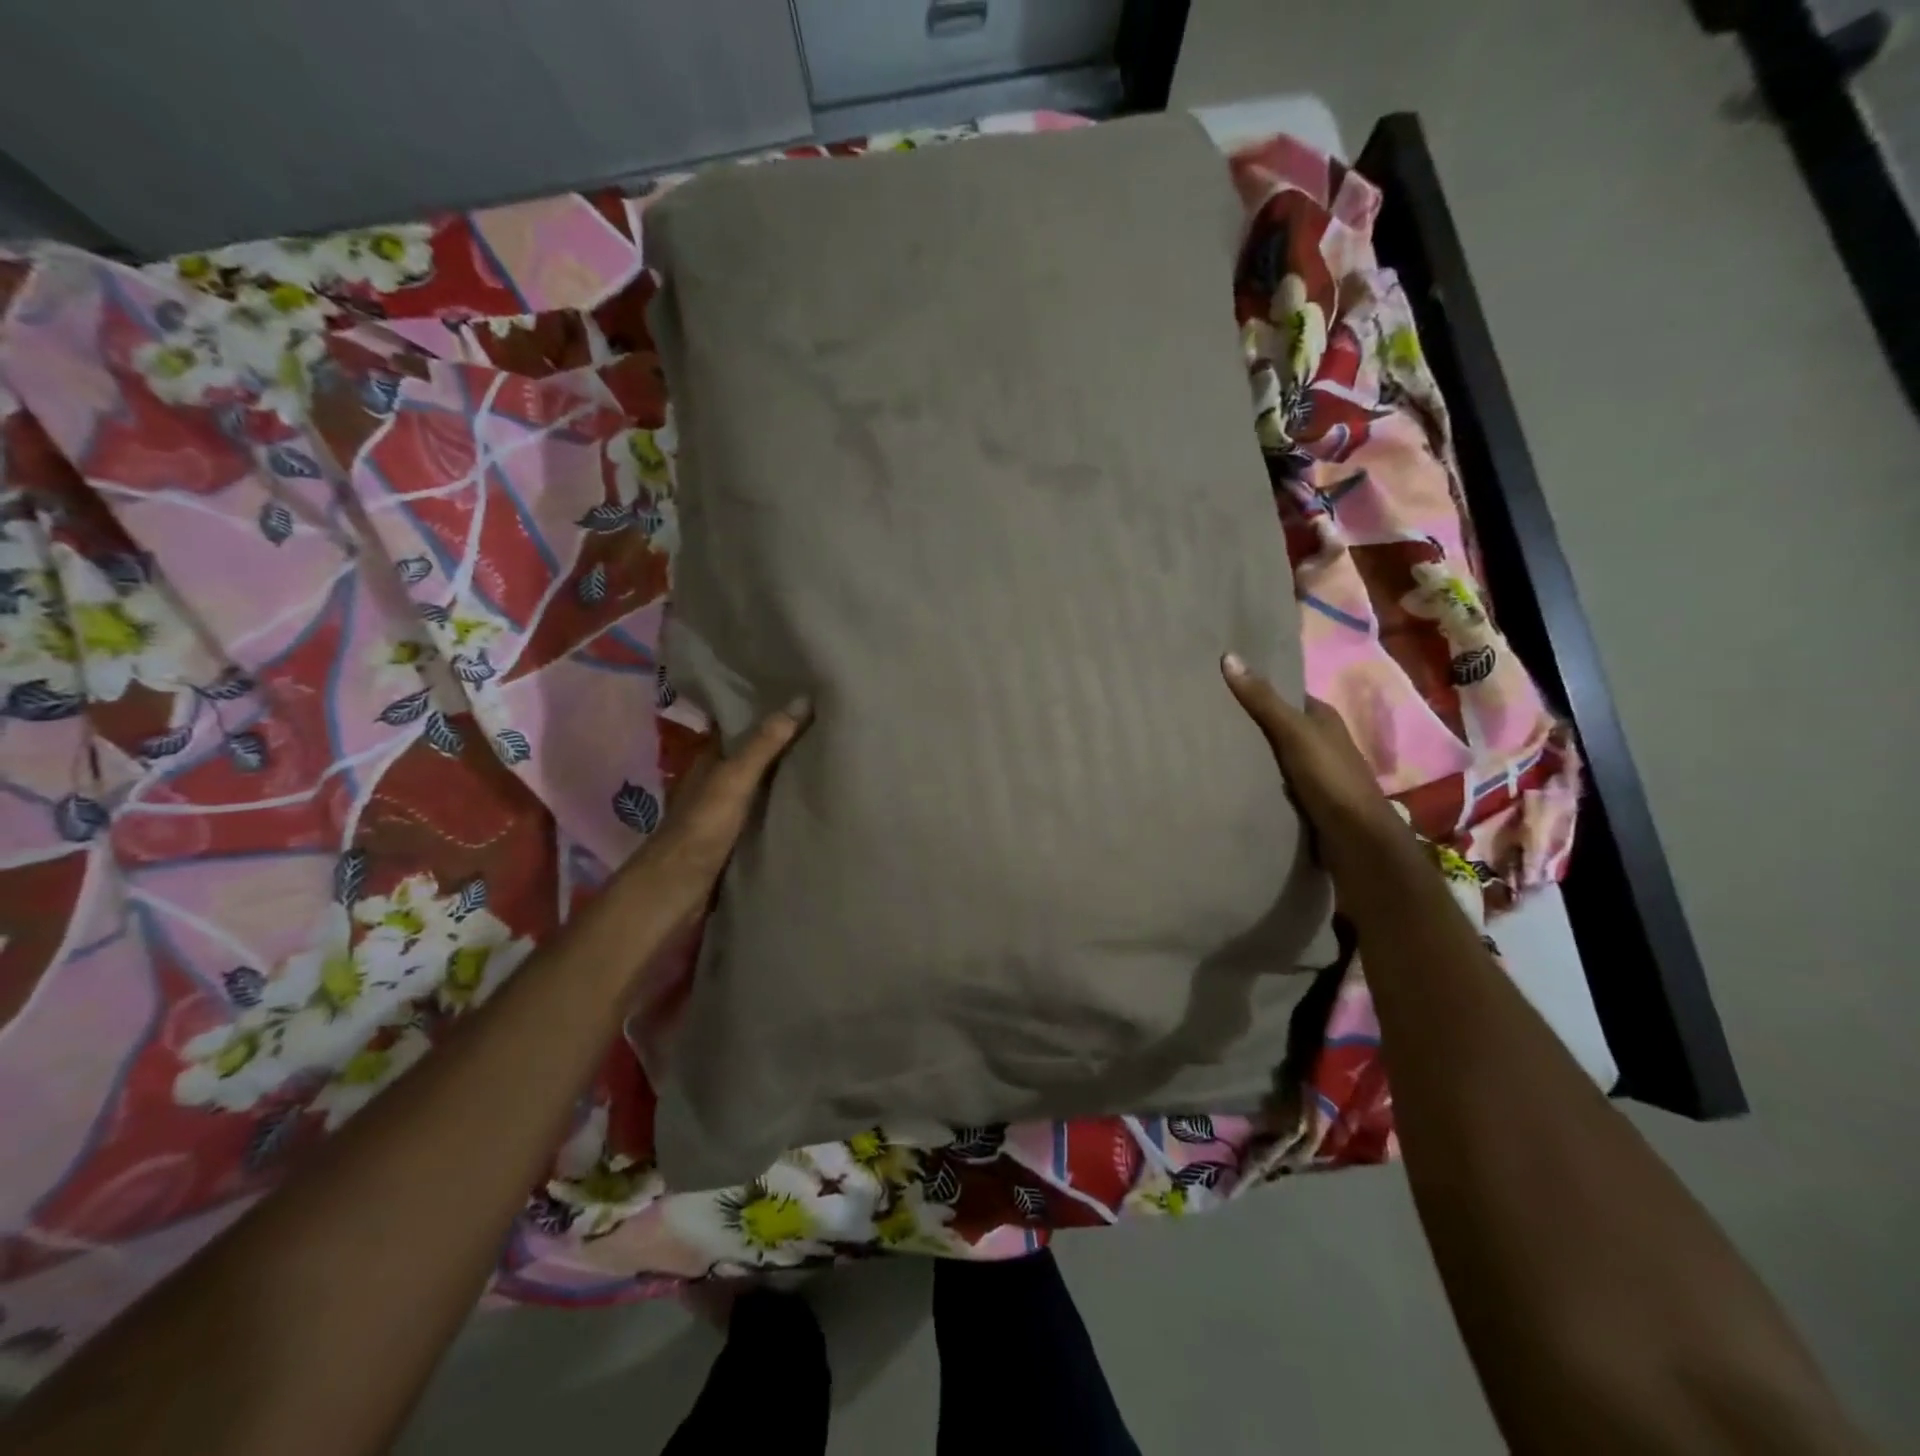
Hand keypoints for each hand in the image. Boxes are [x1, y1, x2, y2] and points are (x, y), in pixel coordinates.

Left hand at [629, 697, 811, 920]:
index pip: (738, 723)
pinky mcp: (735, 837)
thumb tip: (801, 700)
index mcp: (710, 758)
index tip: (800, 693)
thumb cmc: (701, 829)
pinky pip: (764, 811)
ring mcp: (725, 810)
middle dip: (781, 738)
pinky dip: (782, 802)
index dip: (764, 707)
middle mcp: (716, 779)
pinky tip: (807, 799)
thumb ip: (764, 745)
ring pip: (759, 782)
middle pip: (752, 752)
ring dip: (784, 771)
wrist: (675, 891)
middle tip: (825, 720)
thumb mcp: (734, 780)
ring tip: (826, 754)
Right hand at [1220, 653, 1411, 883]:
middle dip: (1250, 723)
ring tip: (1210, 748)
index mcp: (1324, 718)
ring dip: (1252, 755)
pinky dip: (1257, 779)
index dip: (1257, 689)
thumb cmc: (1329, 778)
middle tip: (1207, 718)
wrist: (1356, 839)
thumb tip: (1229, 657)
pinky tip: (1232, 780)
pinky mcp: (1308, 800)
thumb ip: (1263, 700)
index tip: (1220, 686)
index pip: (1286, 696)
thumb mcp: (1294, 733)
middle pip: (1279, 725)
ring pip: (1276, 755)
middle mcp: (1323, 741)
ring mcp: (1317, 773)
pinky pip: (1275, 782)